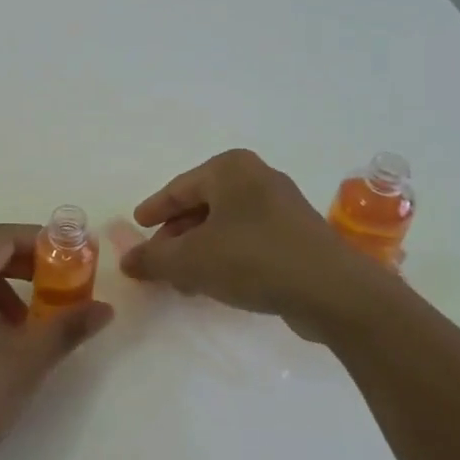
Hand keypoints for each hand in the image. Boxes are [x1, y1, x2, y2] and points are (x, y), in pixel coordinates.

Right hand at [120, 149, 373, 329]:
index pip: (179, 188)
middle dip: (177, 235)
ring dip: (201, 249)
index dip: (154, 210)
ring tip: (183, 280)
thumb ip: (154, 259)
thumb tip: (127, 261)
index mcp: (230, 169)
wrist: (332, 290)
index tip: (138, 225)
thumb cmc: (253, 259)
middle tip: (158, 260)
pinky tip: (217, 283)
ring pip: (226, 224)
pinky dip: (227, 255)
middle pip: (202, 205)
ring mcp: (282, 205)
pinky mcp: (298, 234)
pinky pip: (249, 239)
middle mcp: (257, 177)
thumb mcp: (192, 260)